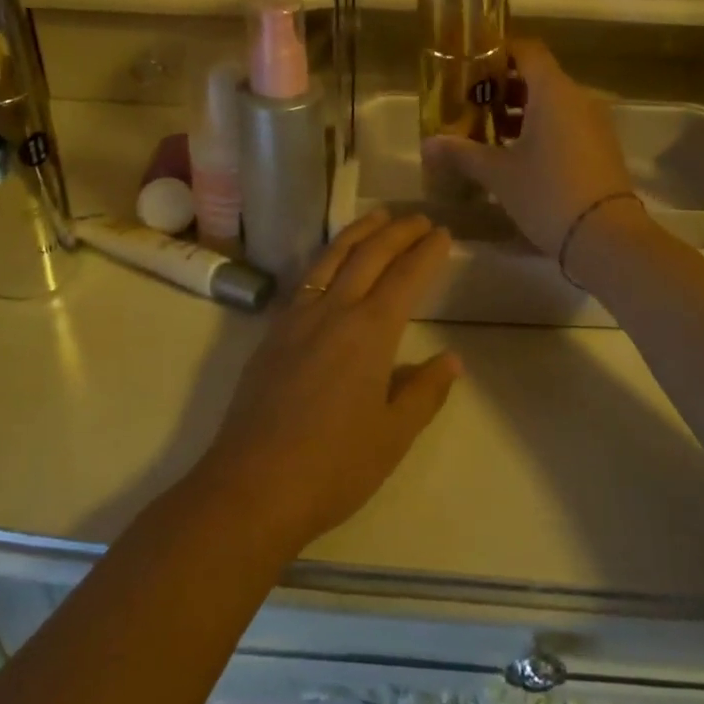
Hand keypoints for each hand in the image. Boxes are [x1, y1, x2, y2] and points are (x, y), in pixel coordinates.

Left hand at [197, 209, 459, 552]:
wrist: (251, 486)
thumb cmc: (333, 467)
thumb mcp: (393, 436)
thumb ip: (424, 392)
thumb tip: (451, 359)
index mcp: (370, 333)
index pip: (405, 278)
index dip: (426, 252)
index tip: (443, 234)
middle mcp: (333, 311)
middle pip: (369, 256)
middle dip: (397, 231)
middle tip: (419, 218)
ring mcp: (297, 318)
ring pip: (331, 258)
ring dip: (359, 232)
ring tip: (378, 217)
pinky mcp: (272, 333)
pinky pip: (306, 278)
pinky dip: (327, 257)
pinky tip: (331, 262)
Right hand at [421, 39, 636, 257]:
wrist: (606, 237)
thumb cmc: (548, 193)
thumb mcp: (498, 173)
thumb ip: (462, 153)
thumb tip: (427, 144)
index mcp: (553, 91)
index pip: (527, 50)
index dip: (497, 52)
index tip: (470, 66)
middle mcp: (578, 97)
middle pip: (537, 76)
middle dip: (501, 88)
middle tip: (469, 105)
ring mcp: (594, 122)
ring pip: (551, 103)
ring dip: (519, 112)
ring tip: (486, 133)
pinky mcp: (601, 146)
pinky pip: (565, 123)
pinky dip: (539, 128)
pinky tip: (515, 155)